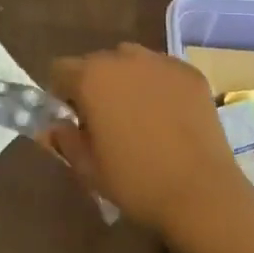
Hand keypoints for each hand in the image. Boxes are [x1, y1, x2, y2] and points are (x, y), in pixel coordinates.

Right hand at [48, 44, 242, 235]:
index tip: (72, 119)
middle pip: (97, 63)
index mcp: (92, 77)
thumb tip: (52, 128)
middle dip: (95, 86)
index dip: (61, 94)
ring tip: (139, 116)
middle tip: (105, 121)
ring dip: (127, 81)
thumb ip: (63, 140)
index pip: (60, 70)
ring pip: (132, 62)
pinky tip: (169, 117)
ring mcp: (162, 63)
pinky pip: (163, 72)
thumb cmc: (135, 182)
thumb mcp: (88, 168)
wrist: (201, 193)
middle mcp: (124, 58)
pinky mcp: (190, 74)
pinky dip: (158, 86)